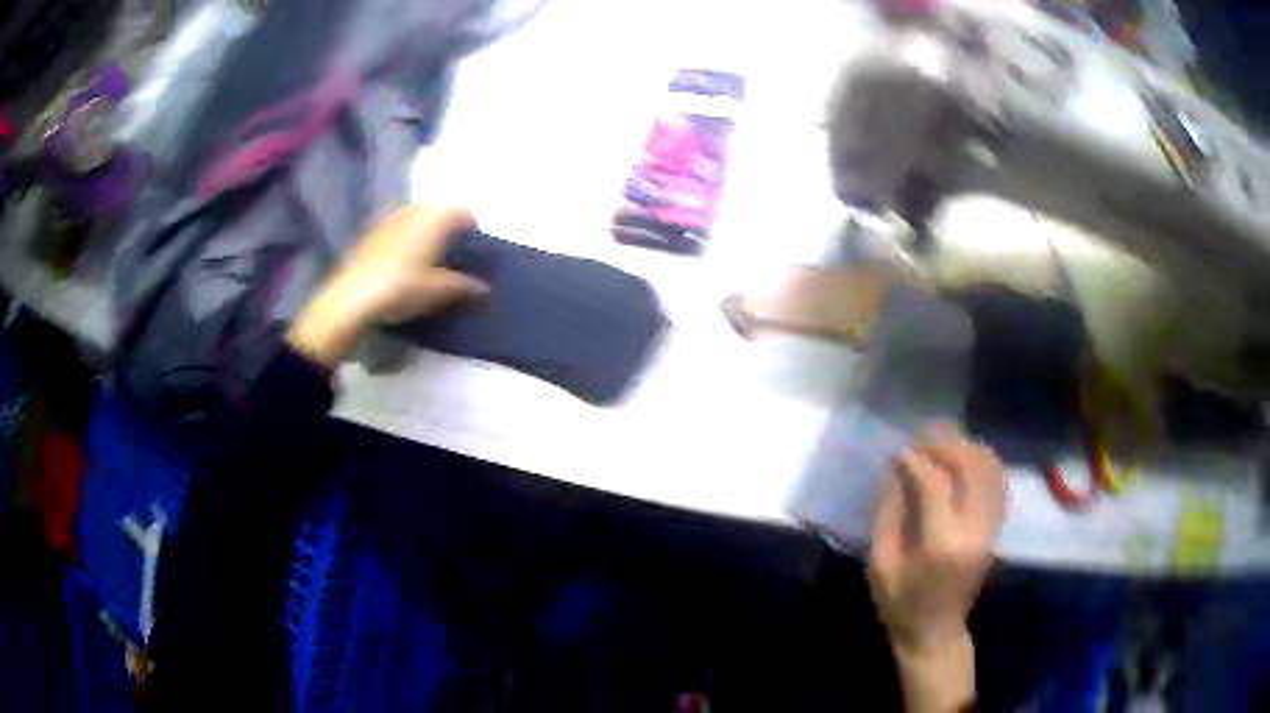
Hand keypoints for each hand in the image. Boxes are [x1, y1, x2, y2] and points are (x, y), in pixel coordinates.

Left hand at [287, 205, 489, 366]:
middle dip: (448, 231)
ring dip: (426, 235)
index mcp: (434, 218)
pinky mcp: (370, 236)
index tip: (476, 252)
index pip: (464, 213)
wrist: (351, 301)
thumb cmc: (401, 289)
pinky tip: (403, 268)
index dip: (473, 231)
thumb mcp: (438, 292)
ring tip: (429, 263)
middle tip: (454, 257)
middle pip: (439, 213)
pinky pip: (397, 231)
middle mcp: (413, 211)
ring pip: (417, 220)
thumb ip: (465, 287)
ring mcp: (388, 221)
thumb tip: (485, 289)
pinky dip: (406, 243)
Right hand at [868, 426, 1005, 711]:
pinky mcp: (995, 529)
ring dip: (967, 447)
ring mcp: (990, 528)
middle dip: (945, 444)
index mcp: (942, 544)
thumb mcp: (880, 565)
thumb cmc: (901, 604)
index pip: (935, 484)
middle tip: (922, 437)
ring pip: (989, 470)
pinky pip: (998, 482)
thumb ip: (888, 514)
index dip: (916, 460)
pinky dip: (984, 462)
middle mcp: (974, 530)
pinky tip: (965, 457)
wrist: (935, 632)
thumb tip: (898, 471)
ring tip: (942, 441)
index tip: (898, 451)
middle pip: (970, 467)